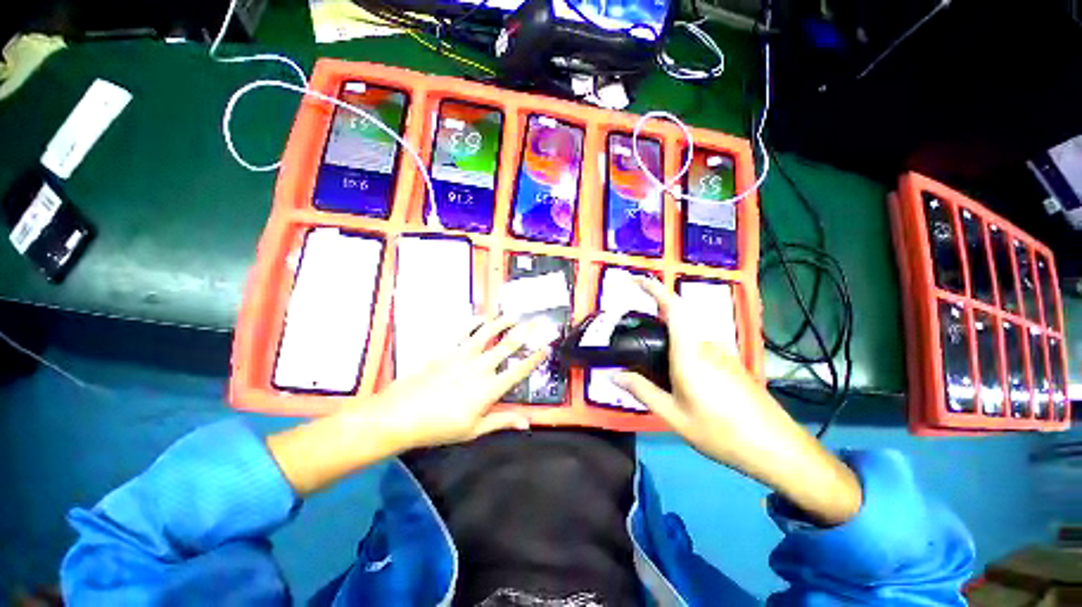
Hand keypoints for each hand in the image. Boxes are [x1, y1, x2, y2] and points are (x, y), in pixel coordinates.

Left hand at [363, 315, 548, 450]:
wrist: (401, 415)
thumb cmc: (439, 427)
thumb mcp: (474, 430)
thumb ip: (502, 421)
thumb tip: (527, 422)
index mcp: (489, 388)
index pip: (519, 370)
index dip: (534, 358)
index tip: (546, 348)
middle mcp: (480, 367)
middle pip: (508, 345)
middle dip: (527, 332)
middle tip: (538, 321)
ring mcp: (462, 355)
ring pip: (488, 333)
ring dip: (502, 322)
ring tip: (513, 315)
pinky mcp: (446, 350)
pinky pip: (463, 331)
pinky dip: (473, 322)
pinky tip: (480, 317)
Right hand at [614, 278, 861, 525]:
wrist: (776, 448)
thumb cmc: (721, 432)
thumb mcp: (674, 415)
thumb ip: (642, 391)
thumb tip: (613, 376)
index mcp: (690, 352)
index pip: (672, 308)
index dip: (654, 288)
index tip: (636, 279)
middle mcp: (707, 344)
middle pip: (678, 320)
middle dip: (655, 320)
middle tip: (636, 337)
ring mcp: (723, 353)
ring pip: (689, 336)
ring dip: (670, 340)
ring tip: (657, 363)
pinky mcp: (731, 363)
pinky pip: (700, 347)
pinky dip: (684, 351)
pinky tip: (682, 378)